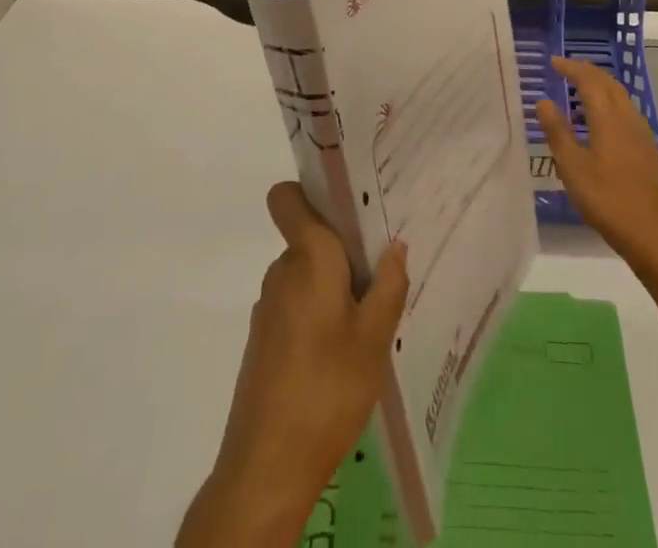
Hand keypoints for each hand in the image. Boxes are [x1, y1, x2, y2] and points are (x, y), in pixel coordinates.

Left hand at [178, 182, 408, 546]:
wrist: (267, 469)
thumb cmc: (327, 389)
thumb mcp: (375, 338)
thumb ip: (389, 285)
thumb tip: (394, 245)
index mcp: (307, 257)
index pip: (287, 198)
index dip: (310, 189)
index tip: (347, 201)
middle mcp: (282, 272)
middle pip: (310, 237)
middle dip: (343, 247)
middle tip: (382, 266)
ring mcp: (269, 308)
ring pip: (306, 274)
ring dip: (334, 284)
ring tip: (370, 314)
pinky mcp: (264, 341)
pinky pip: (297, 304)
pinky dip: (319, 313)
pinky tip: (343, 350)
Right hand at [535, 56, 657, 276]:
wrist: (650, 233)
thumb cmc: (606, 199)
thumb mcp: (572, 167)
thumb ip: (557, 131)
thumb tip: (544, 101)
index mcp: (609, 118)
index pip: (589, 81)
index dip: (571, 68)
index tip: (554, 62)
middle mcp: (628, 118)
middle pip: (608, 83)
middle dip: (587, 71)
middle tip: (566, 68)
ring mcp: (642, 133)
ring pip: (621, 96)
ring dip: (600, 85)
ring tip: (580, 89)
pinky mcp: (648, 148)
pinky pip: (627, 111)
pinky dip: (611, 102)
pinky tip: (602, 120)